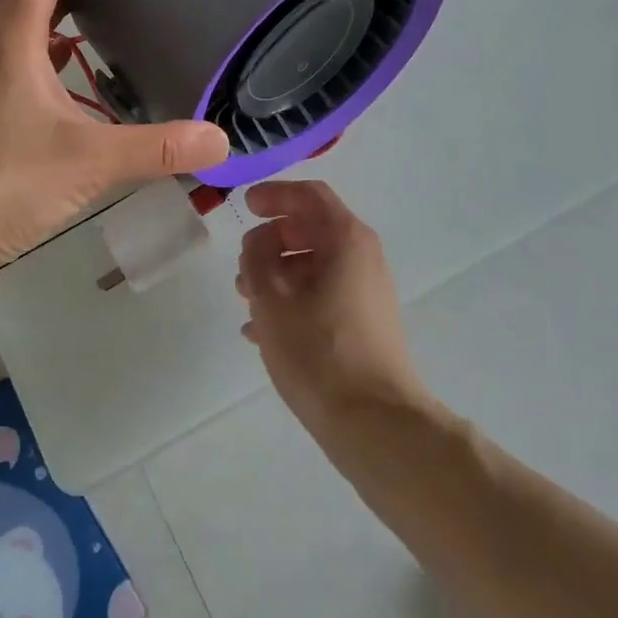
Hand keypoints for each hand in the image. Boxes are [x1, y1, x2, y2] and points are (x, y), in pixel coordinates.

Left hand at [0, 0, 229, 271]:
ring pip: (13, 28)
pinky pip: (14, 61)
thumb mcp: (90, 161)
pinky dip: (41, 49)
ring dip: (44, 7)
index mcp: (14, 47)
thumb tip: (220, 140)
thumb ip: (157, 149)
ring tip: (86, 4)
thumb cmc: (6, 181)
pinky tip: (66, 71)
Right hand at [236, 180, 428, 435]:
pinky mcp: (363, 323)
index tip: (245, 206)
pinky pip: (322, 294)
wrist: (376, 423)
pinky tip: (260, 331)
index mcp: (346, 239)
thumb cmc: (319, 351)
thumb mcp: (271, 299)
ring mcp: (366, 292)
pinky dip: (292, 299)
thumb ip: (256, 258)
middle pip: (311, 229)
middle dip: (271, 240)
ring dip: (277, 272)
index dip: (274, 194)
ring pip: (314, 265)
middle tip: (242, 261)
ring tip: (245, 298)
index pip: (309, 195)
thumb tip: (260, 243)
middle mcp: (362, 257)